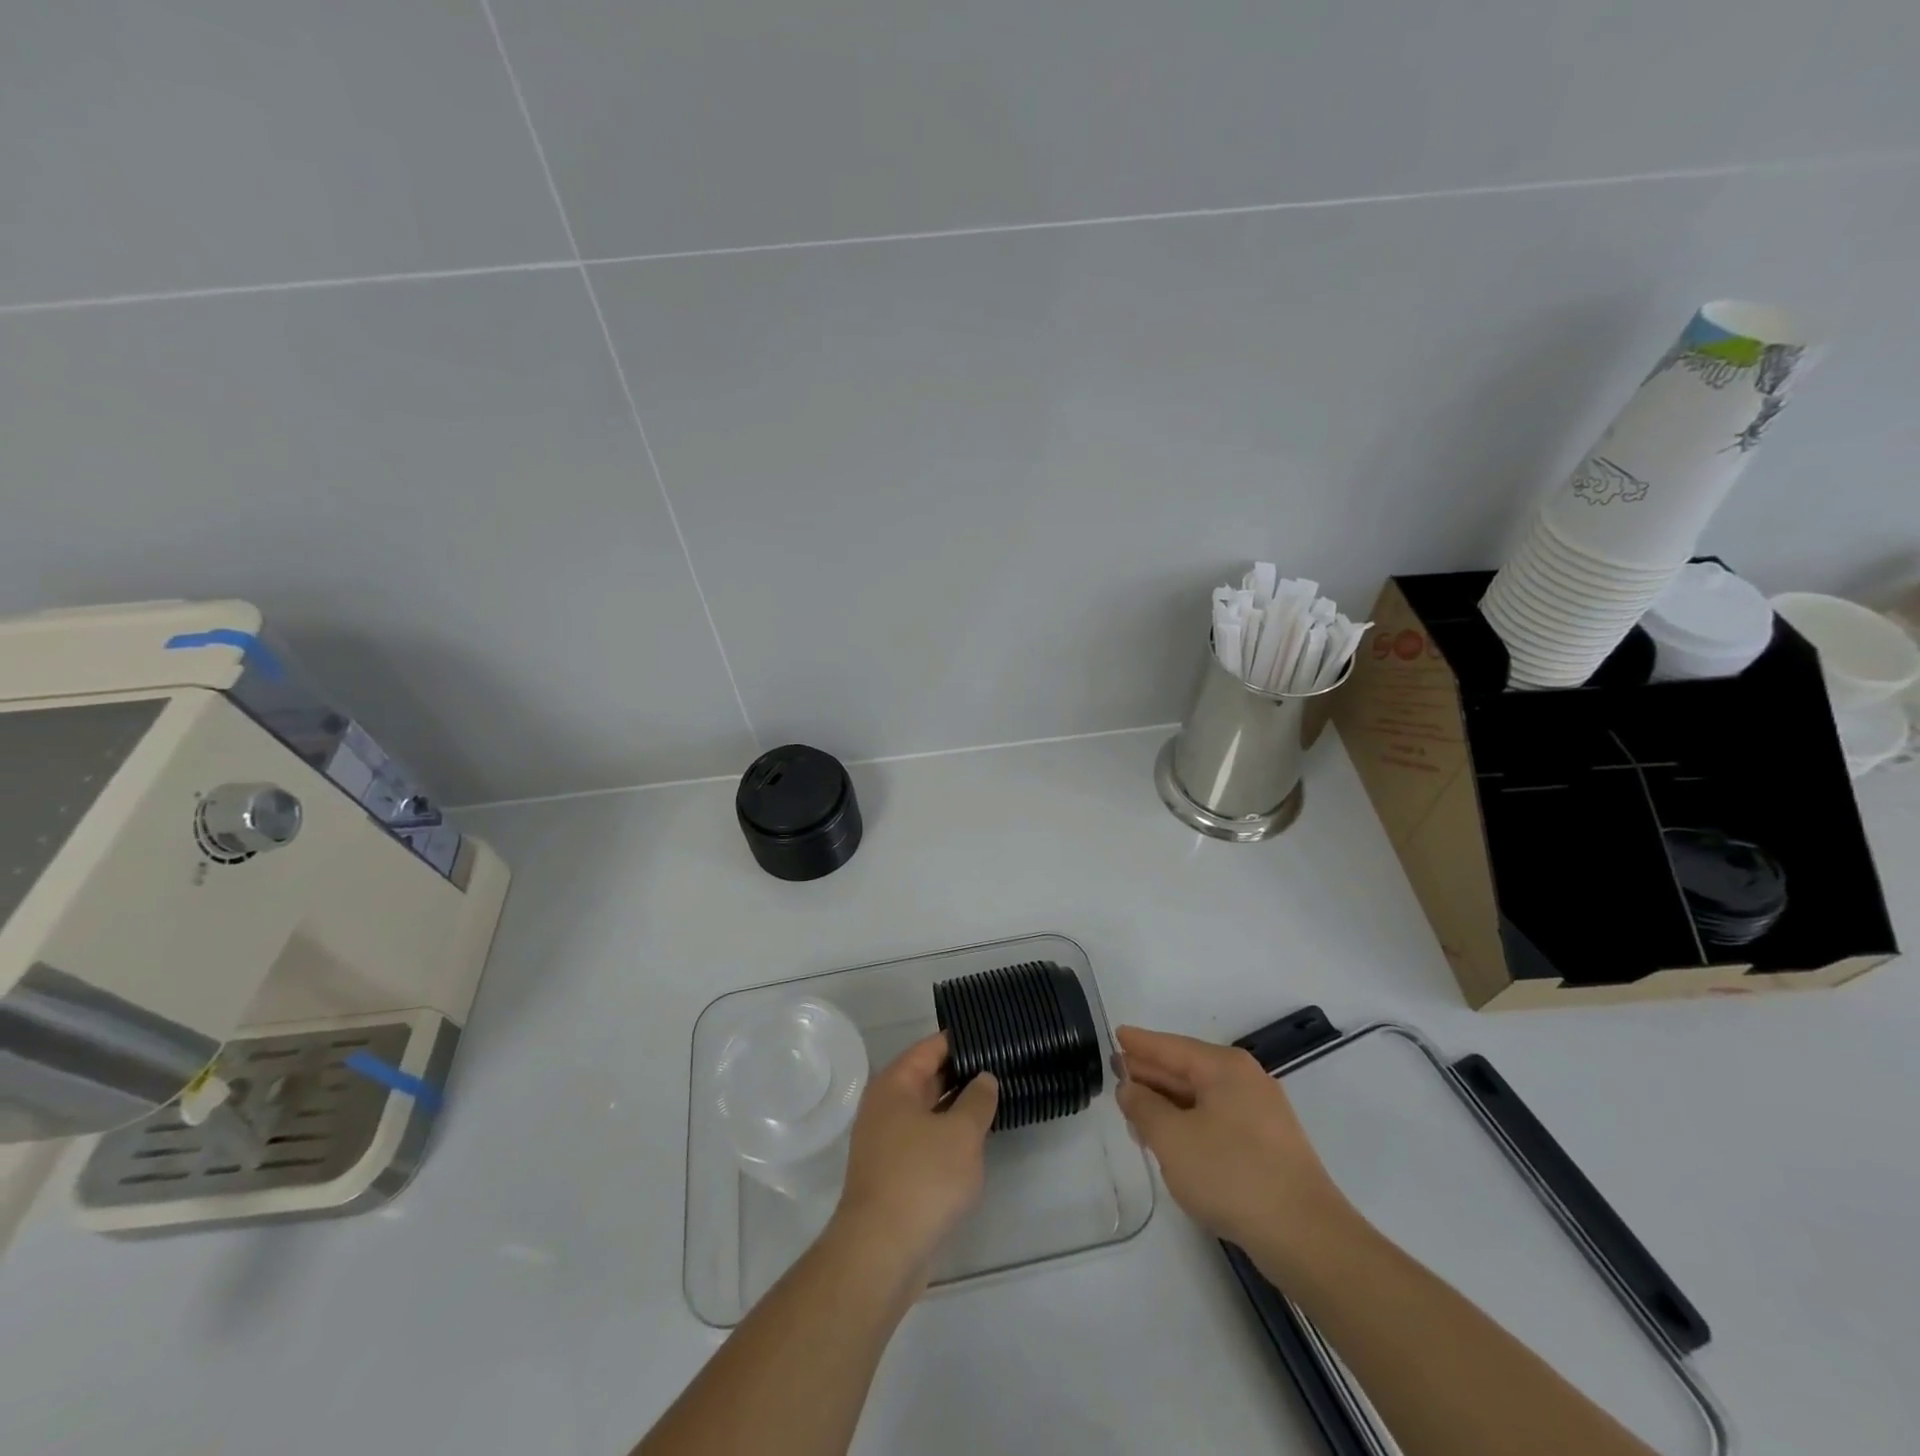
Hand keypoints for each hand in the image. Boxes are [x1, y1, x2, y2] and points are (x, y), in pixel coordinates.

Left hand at [830, 1033, 997, 1288]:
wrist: (881, 1253)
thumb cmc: (922, 1179)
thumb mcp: (961, 1133)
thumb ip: (977, 1100)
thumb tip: (983, 1078)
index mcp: (894, 1085)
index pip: (930, 1048)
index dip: (961, 1041)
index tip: (992, 1037)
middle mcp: (885, 1107)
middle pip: (927, 1078)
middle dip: (962, 1073)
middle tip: (1002, 1067)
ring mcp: (886, 1142)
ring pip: (928, 1112)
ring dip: (957, 1108)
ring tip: (997, 1100)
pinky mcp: (893, 1174)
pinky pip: (925, 1141)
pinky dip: (948, 1137)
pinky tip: (976, 1143)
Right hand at [1115, 1026, 1351, 1271]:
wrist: (1306, 1237)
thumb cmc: (1232, 1174)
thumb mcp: (1172, 1138)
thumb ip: (1143, 1107)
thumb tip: (1130, 1087)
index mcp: (1225, 1068)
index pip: (1171, 1046)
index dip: (1140, 1043)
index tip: (1115, 1034)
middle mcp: (1246, 1081)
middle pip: (1187, 1069)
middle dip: (1151, 1074)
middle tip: (1117, 1076)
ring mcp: (1262, 1114)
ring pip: (1202, 1098)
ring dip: (1167, 1104)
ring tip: (1134, 1113)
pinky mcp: (1269, 1146)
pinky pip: (1217, 1121)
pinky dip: (1189, 1124)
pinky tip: (1171, 1142)